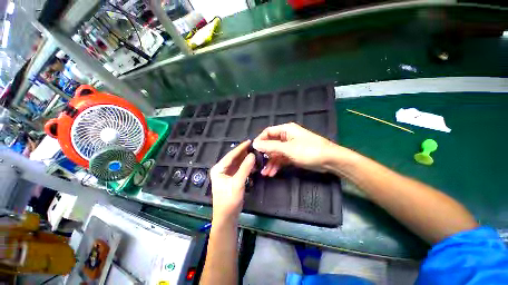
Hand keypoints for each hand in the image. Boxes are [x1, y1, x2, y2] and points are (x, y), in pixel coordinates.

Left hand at [210, 140, 254, 221]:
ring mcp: (226, 174)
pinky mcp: (231, 178)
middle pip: (234, 158)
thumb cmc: (229, 200)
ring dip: (245, 159)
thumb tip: (252, 155)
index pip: (231, 155)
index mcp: (218, 169)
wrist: (227, 217)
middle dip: (243, 153)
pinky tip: (252, 163)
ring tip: (255, 153)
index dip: (240, 148)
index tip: (249, 141)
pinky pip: (239, 169)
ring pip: (237, 163)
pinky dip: (245, 166)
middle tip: (254, 146)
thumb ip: (245, 168)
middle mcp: (221, 169)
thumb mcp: (237, 183)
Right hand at [253, 123, 341, 176]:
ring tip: (264, 173)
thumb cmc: (308, 150)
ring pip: (276, 154)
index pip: (268, 132)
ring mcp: (289, 147)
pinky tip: (272, 173)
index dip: (260, 140)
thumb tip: (255, 144)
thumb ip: (270, 146)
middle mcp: (286, 137)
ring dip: (270, 163)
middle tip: (257, 165)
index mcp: (285, 130)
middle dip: (264, 155)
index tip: (253, 150)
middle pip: (271, 144)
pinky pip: (281, 159)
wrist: (329, 160)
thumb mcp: (288, 149)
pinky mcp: (293, 155)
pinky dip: (277, 165)